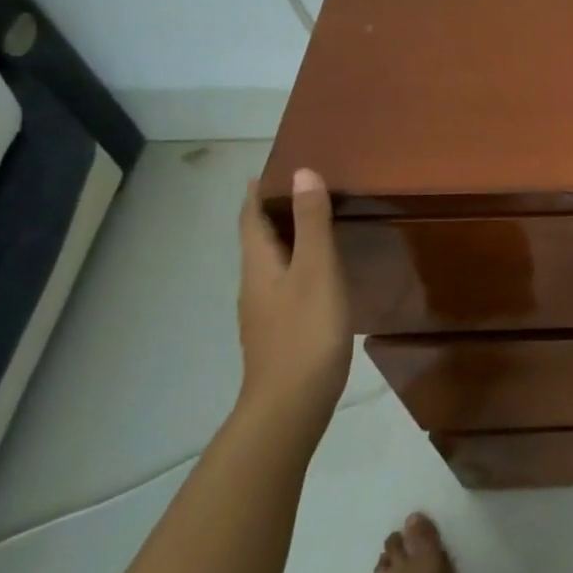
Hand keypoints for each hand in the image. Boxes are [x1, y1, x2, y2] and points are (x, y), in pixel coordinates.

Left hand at [236, 168, 350, 437]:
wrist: (291, 403)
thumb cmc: (306, 330)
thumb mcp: (317, 270)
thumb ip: (313, 223)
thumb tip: (303, 172)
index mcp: (259, 264)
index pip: (251, 218)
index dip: (258, 193)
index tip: (273, 169)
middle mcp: (254, 283)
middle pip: (258, 239)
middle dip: (273, 212)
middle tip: (304, 189)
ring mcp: (264, 311)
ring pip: (272, 263)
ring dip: (287, 239)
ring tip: (316, 224)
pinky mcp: (280, 330)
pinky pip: (285, 284)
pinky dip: (299, 265)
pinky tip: (321, 274)